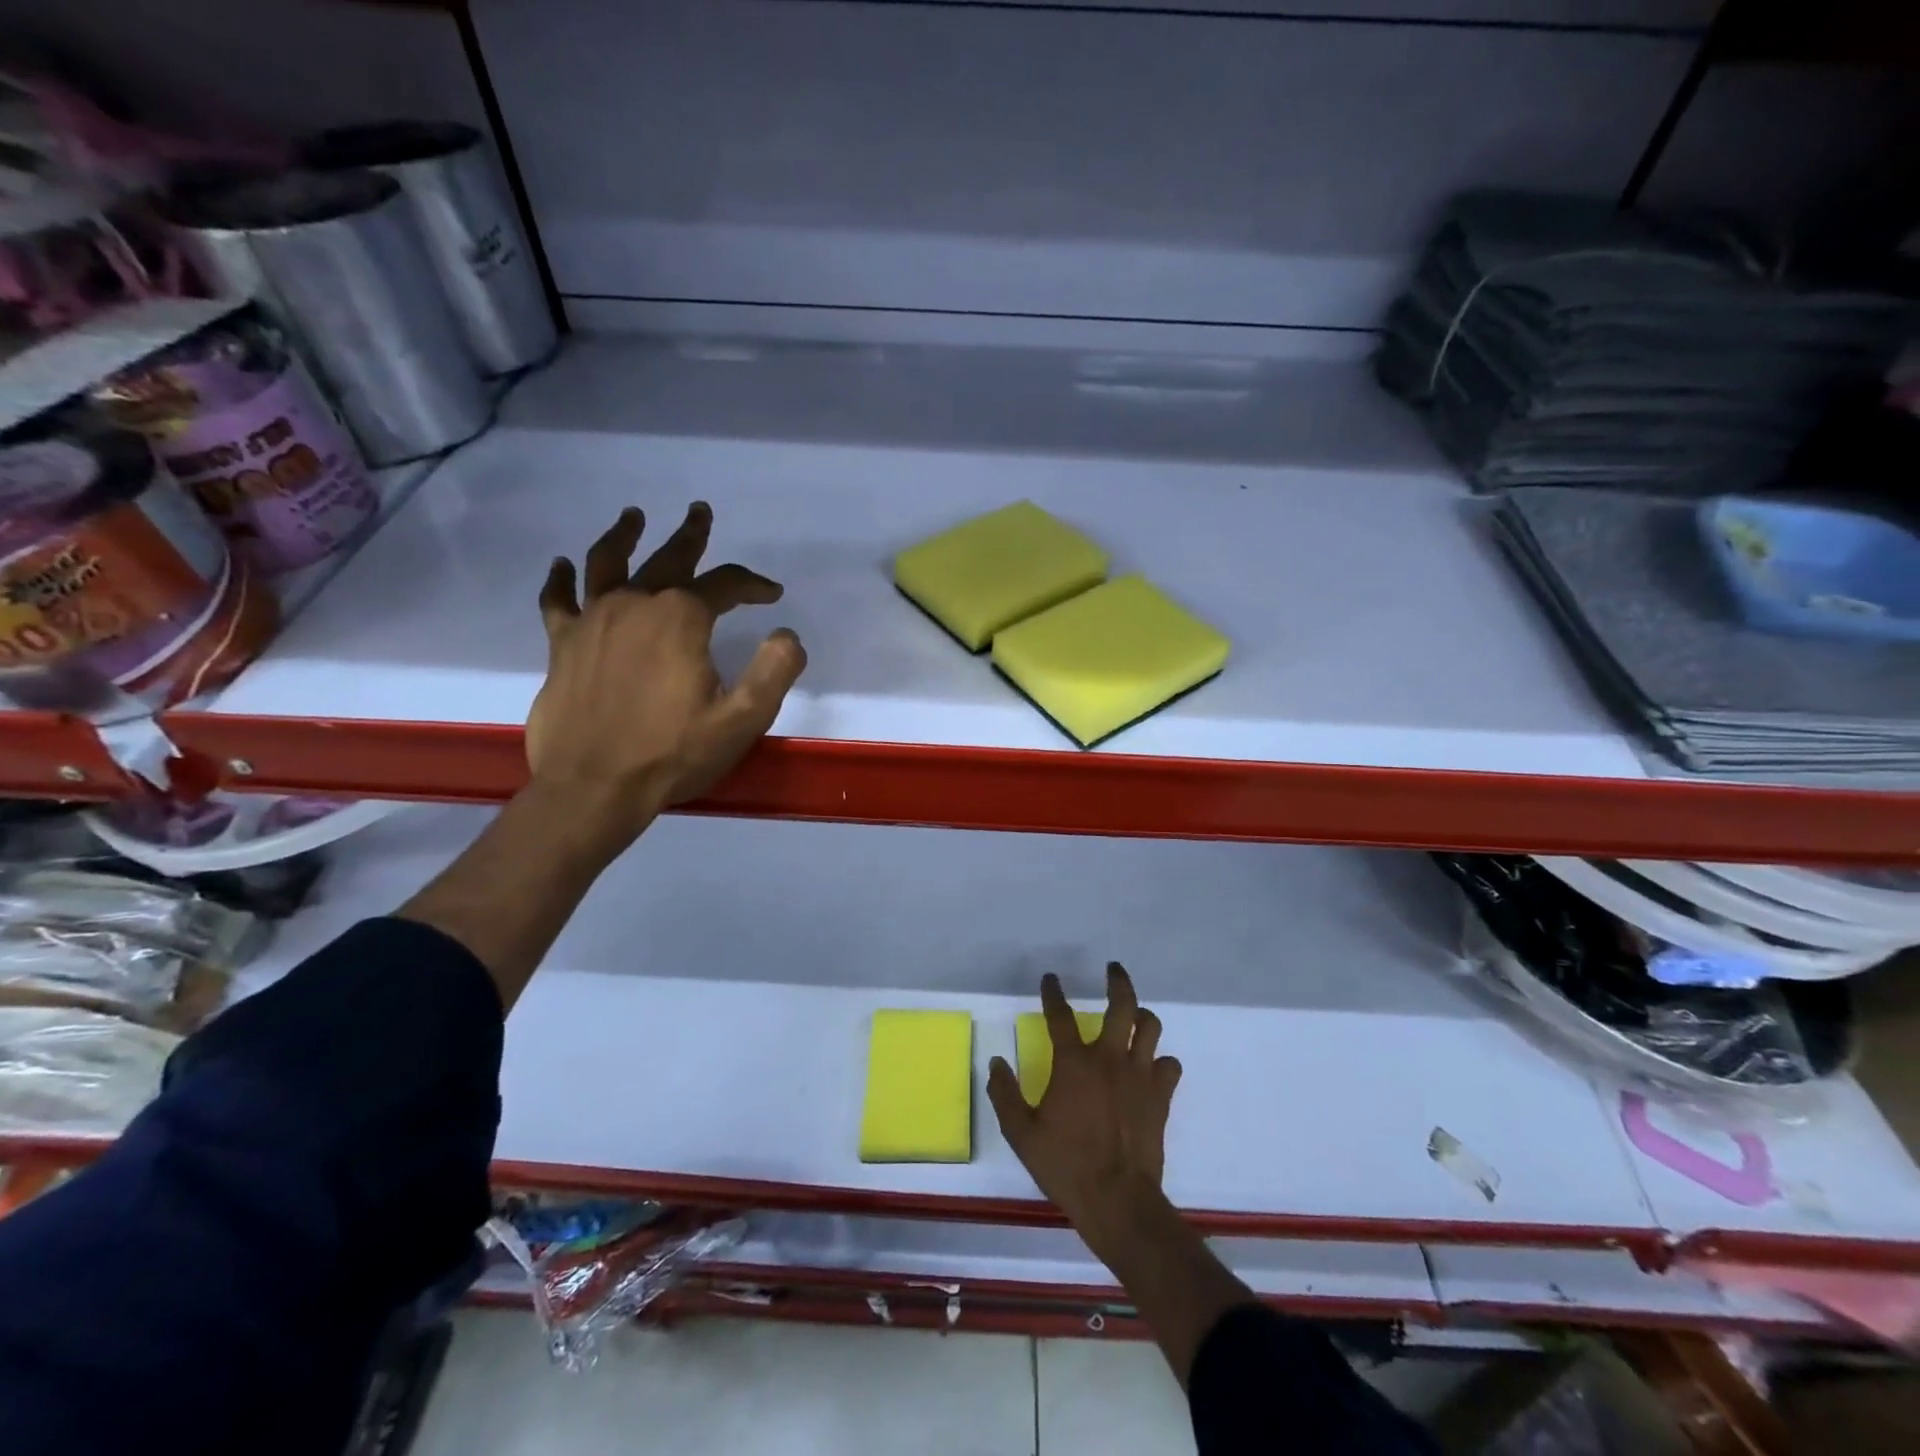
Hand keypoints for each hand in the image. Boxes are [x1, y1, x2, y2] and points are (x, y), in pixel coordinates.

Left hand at [526, 503, 805, 838]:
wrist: (594, 788)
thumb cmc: (673, 754)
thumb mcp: (742, 719)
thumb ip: (774, 671)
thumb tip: (787, 635)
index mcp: (681, 619)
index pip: (724, 584)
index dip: (752, 584)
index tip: (772, 595)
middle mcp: (635, 605)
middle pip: (667, 559)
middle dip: (691, 537)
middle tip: (700, 514)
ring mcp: (592, 621)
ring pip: (608, 563)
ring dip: (624, 536)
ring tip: (633, 517)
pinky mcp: (562, 645)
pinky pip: (558, 600)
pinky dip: (561, 579)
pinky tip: (562, 565)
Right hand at [987, 963, 1182, 1257]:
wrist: (1118, 1201)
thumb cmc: (1066, 1165)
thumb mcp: (1021, 1134)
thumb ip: (1005, 1094)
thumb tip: (995, 1063)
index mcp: (1073, 1063)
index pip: (1060, 1015)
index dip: (1053, 993)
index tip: (1051, 979)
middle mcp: (1109, 1058)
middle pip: (1121, 1005)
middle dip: (1117, 981)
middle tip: (1112, 970)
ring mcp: (1139, 1075)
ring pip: (1150, 1027)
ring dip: (1142, 1016)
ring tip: (1134, 1015)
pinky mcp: (1161, 1096)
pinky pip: (1169, 1065)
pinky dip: (1161, 1061)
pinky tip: (1152, 1067)